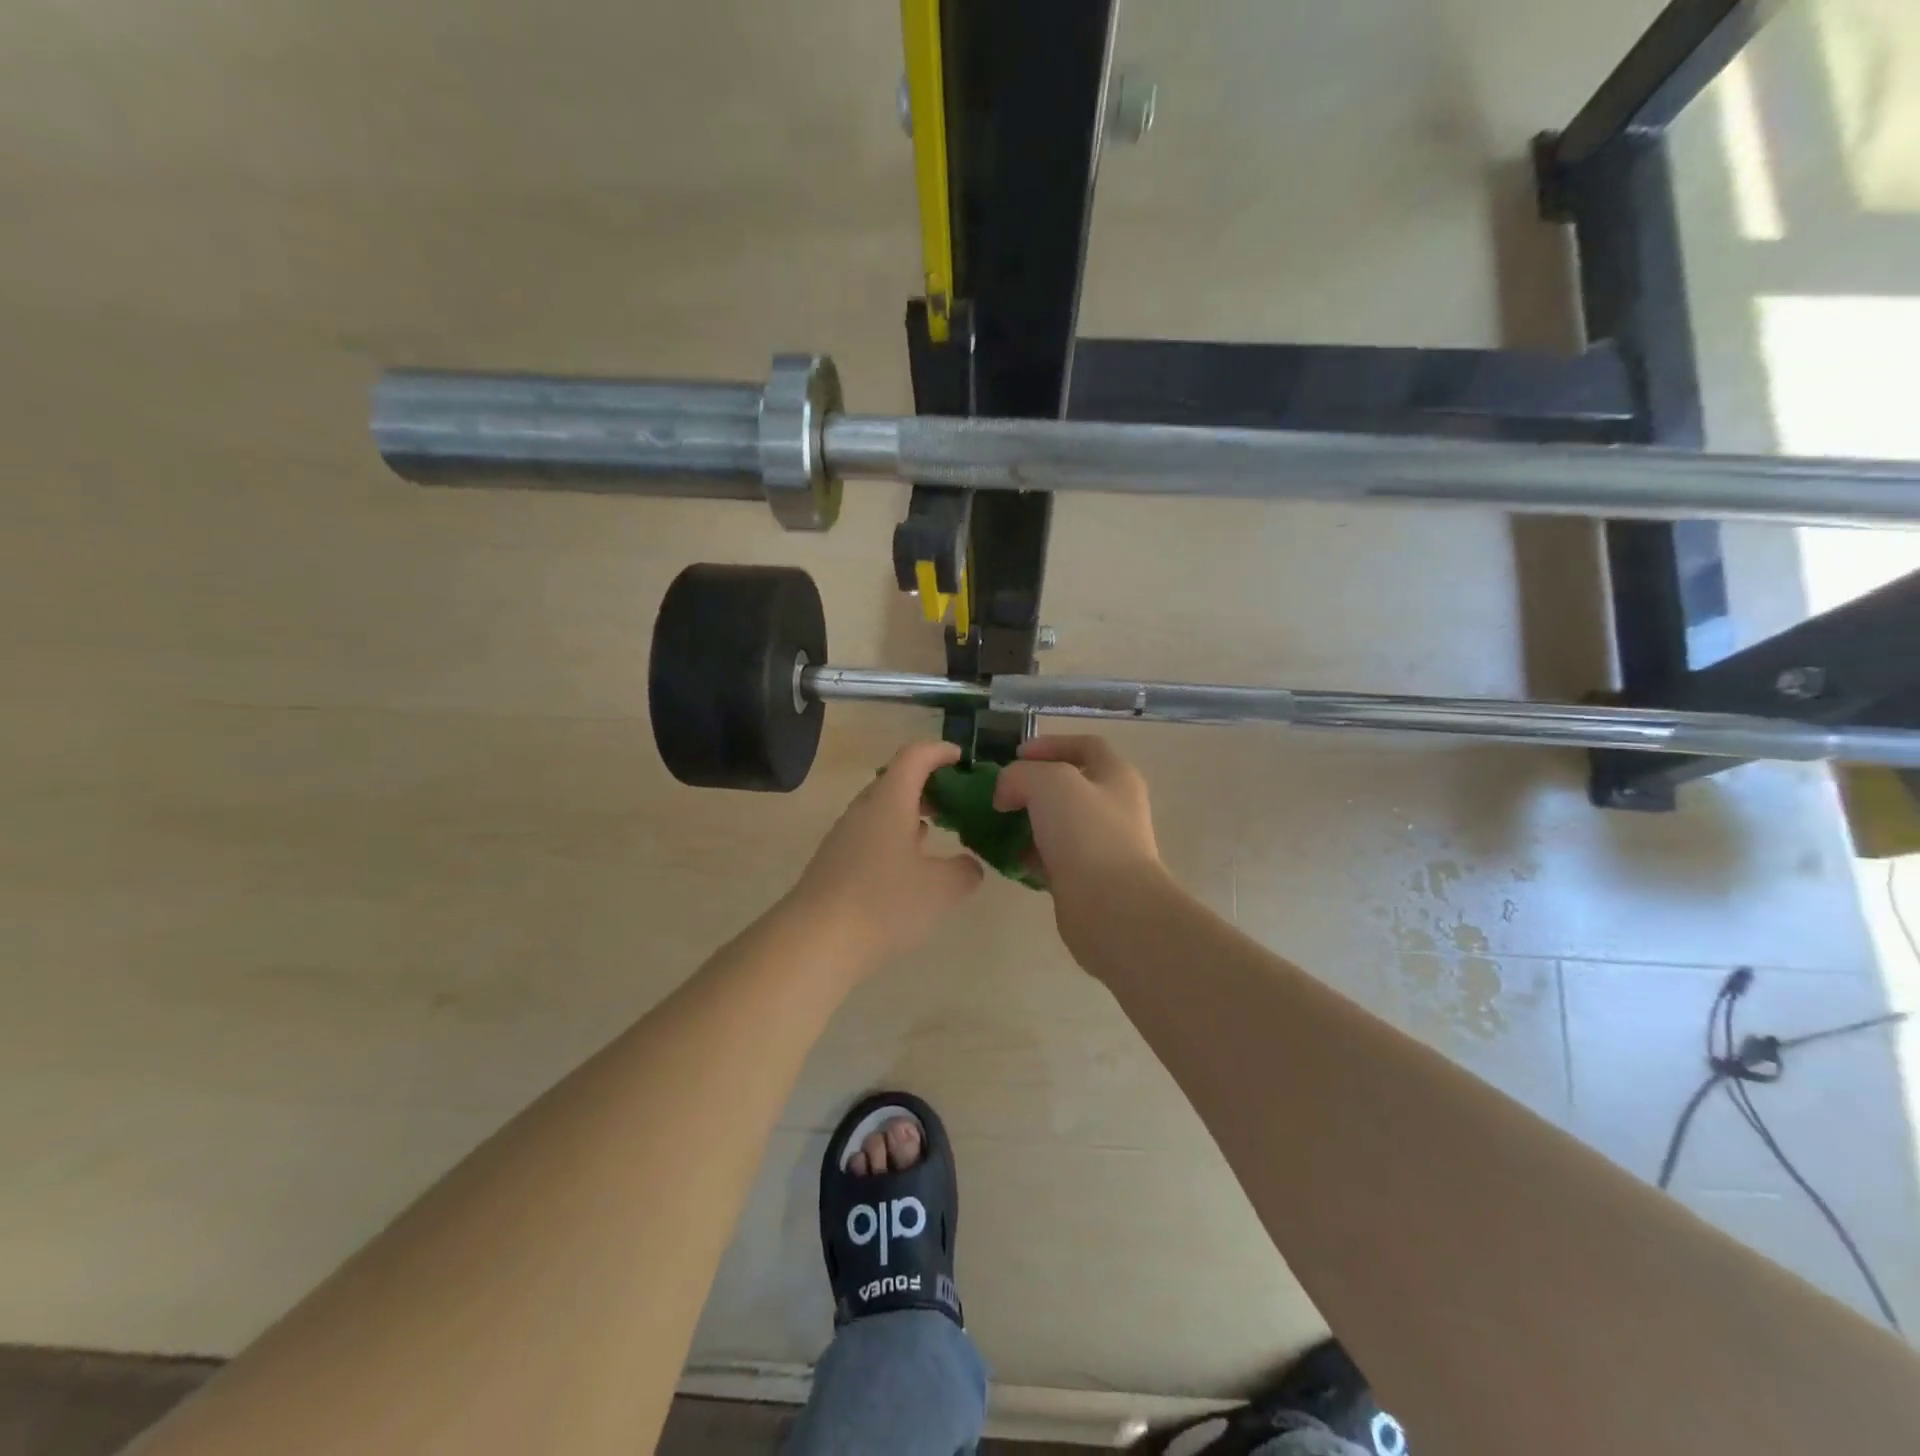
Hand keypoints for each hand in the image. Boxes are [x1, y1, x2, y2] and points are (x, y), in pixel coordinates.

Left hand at [786, 741, 984, 970]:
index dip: (939, 751)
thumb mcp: (940, 889)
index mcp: (889, 801)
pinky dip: (894, 836)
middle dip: (927, 784)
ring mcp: (844, 836)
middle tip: (955, 800)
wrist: (814, 941)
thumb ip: (964, 872)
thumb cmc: (883, 903)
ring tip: (937, 831)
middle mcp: (863, 810)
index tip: (961, 759)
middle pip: (895, 780)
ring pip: (881, 809)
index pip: (914, 756)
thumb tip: (970, 866)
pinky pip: (870, 834)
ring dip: (910, 812)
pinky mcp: (834, 862)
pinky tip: (908, 865)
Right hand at [992, 736, 1165, 946]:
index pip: (1085, 745)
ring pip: (1058, 823)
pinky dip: (1030, 854)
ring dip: (1027, 821)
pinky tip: (1008, 857)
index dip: (1050, 744)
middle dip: (1032, 786)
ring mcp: (1102, 844)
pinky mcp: (1087, 877)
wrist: (1111, 907)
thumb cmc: (1086, 833)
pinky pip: (1053, 857)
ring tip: (997, 825)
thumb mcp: (1049, 783)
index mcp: (1116, 776)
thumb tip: (1007, 794)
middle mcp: (1114, 806)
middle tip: (1001, 793)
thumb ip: (1021, 775)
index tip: (1015, 755)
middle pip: (1069, 785)